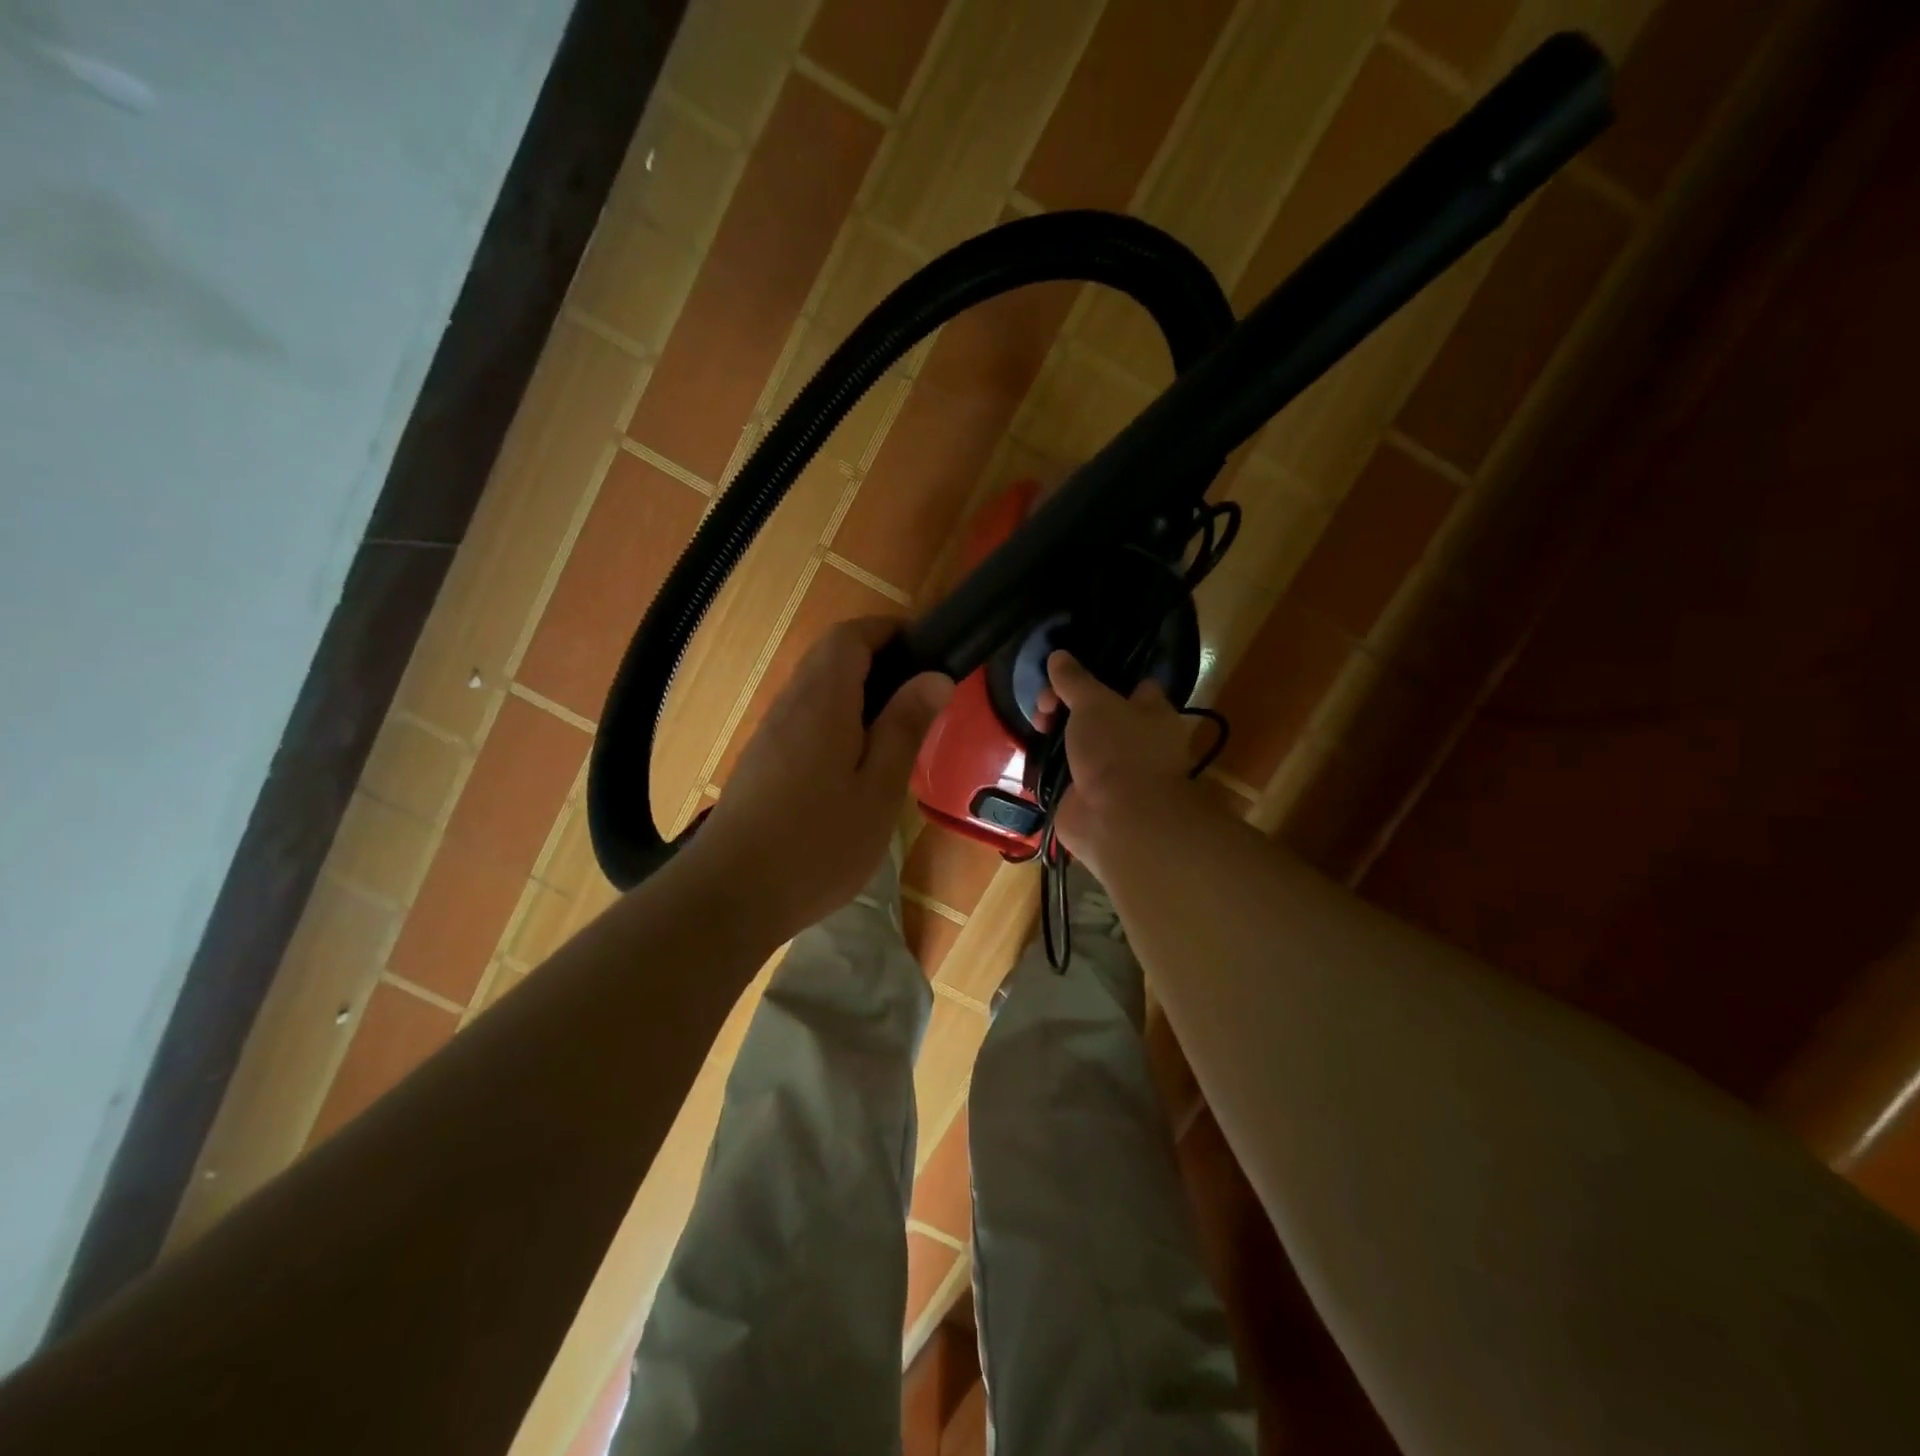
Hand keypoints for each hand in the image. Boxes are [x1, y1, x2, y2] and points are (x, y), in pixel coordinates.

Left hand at [691, 618, 952, 938]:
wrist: (731, 895)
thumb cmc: (817, 844)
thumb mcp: (878, 789)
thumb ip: (905, 727)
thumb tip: (935, 677)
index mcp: (822, 700)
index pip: (851, 635)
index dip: (889, 630)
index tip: (927, 650)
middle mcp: (790, 704)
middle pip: (831, 657)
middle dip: (878, 661)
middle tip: (920, 698)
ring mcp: (770, 733)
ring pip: (817, 689)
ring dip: (858, 694)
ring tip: (896, 734)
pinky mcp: (761, 762)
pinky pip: (804, 719)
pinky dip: (837, 721)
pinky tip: (856, 767)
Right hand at [1042, 650, 1197, 879]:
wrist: (1116, 819)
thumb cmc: (1118, 749)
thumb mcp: (1093, 702)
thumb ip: (1074, 679)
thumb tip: (1058, 655)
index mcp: (1152, 714)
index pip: (1132, 685)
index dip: (1103, 675)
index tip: (1071, 671)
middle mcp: (1135, 741)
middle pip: (1097, 712)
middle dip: (1067, 704)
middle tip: (1044, 704)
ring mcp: (1110, 770)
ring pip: (1079, 741)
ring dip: (1056, 733)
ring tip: (1037, 725)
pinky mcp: (1086, 794)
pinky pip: (1065, 770)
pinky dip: (1049, 762)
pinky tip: (1033, 750)